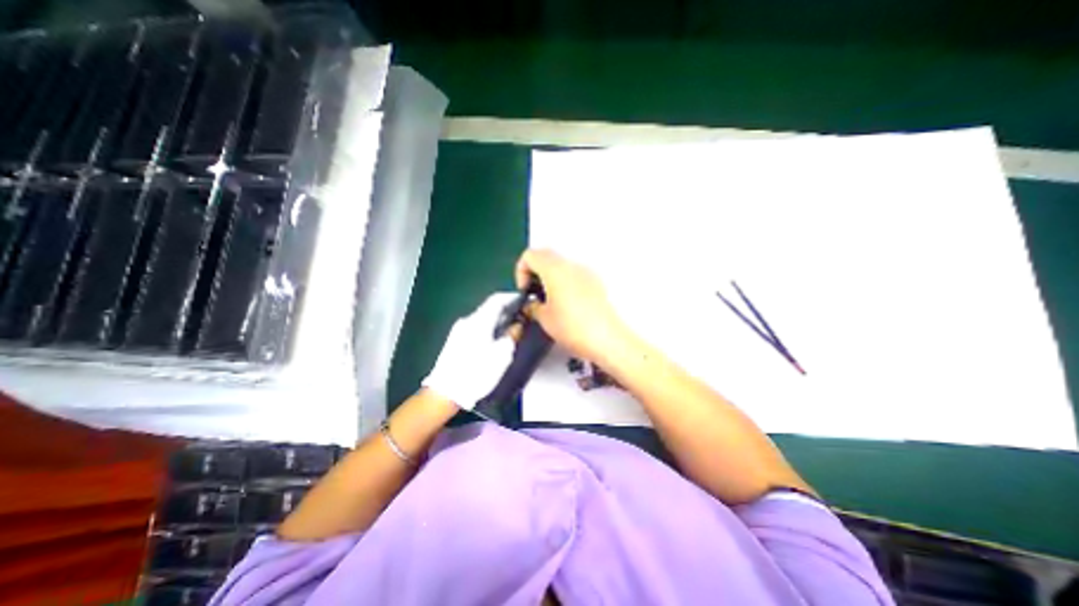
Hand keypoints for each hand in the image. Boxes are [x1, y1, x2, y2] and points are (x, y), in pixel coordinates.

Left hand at [424, 294, 514, 412]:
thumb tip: (518, 324)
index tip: (524, 300)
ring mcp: (459, 329)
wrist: (445, 392)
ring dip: (497, 319)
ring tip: (511, 328)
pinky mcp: (455, 339)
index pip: (497, 299)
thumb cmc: (477, 373)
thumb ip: (512, 335)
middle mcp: (468, 320)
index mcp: (479, 321)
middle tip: (521, 316)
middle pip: (489, 307)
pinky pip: (476, 326)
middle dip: (506, 310)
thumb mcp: (502, 355)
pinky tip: (495, 338)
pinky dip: (489, 327)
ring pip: (483, 317)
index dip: (511, 297)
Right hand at [514, 245, 633, 362]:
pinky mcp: (596, 283)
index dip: (521, 271)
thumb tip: (532, 305)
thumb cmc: (574, 328)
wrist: (608, 340)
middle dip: (535, 273)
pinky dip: (564, 282)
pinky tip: (565, 305)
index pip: (530, 255)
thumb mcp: (544, 319)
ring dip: (550, 277)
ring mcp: (587, 272)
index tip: (524, 290)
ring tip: (548, 301)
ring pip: (561, 265)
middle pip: (546, 256)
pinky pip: (574, 274)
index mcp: (555, 269)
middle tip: (533, 293)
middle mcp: (572, 265)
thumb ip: (533, 307)